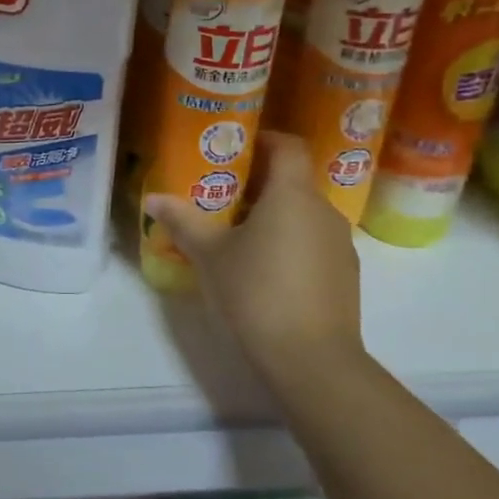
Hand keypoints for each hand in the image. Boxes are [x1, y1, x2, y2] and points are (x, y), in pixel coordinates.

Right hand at [144, 132, 365, 384]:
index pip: (288, 146)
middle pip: (293, 181)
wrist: (311, 359)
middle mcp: (323, 211)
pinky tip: (265, 270)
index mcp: (292, 195)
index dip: (264, 139)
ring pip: (304, 214)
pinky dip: (290, 243)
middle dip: (259, 183)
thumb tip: (153, 199)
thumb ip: (182, 221)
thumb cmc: (255, 292)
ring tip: (239, 235)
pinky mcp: (345, 275)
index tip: (235, 148)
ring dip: (275, 216)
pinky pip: (314, 243)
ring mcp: (340, 244)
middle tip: (221, 197)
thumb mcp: (209, 255)